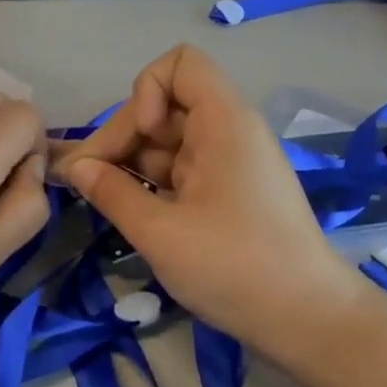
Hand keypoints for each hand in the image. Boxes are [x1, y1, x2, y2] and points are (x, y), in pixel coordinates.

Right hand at [52, 45, 364, 349]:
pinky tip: (126, 209)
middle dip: (121, 137)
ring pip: (165, 141)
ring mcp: (227, 163)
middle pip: (162, 106)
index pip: (180, 64)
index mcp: (224, 123)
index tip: (141, 137)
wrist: (309, 322)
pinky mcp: (226, 191)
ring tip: (97, 198)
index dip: (147, 90)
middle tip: (85, 181)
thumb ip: (112, 193)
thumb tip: (76, 169)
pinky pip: (179, 169)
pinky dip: (149, 182)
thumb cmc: (236, 268)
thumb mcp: (161, 232)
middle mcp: (227, 132)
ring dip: (129, 163)